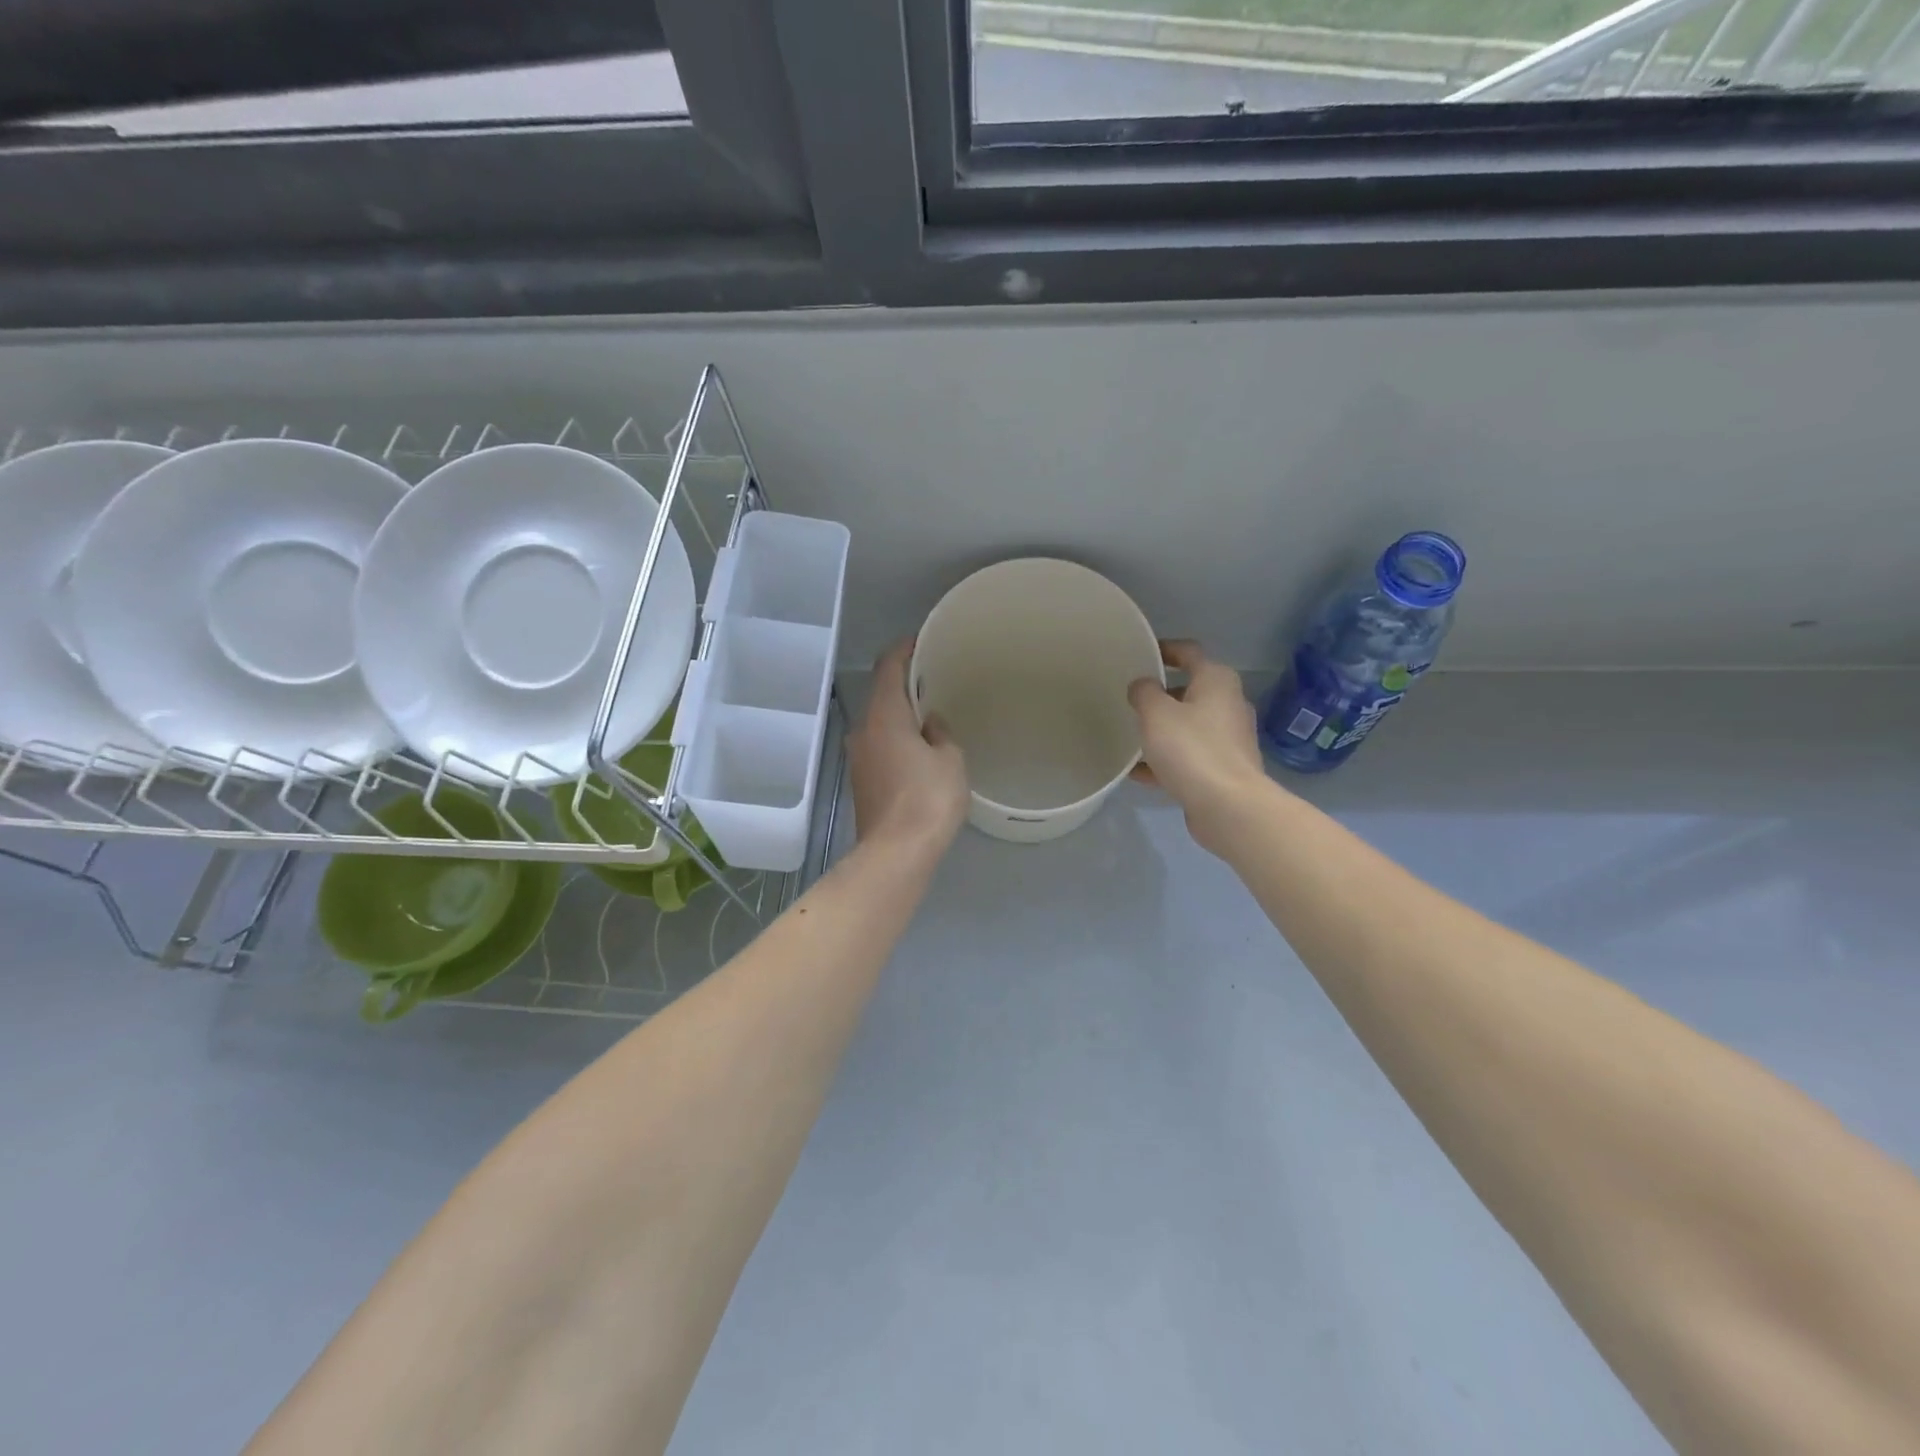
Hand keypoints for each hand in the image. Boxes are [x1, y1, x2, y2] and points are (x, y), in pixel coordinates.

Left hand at [850, 640, 968, 856]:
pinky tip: (919, 748)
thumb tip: (929, 723)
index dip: (903, 649)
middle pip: (881, 694)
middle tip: (934, 679)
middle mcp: (863, 730)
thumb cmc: (928, 799)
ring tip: (930, 714)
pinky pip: (880, 745)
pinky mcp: (861, 781)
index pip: (887, 667)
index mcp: (884, 715)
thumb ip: (941, 733)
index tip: (920, 641)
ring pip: (879, 722)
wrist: (896, 853)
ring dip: (900, 714)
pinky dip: (897, 738)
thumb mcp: (950, 759)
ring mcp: (858, 757)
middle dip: (905, 684)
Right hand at [1128, 640, 1273, 853]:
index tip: (1141, 654)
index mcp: (1217, 681)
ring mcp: (1229, 739)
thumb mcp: (1156, 714)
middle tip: (1131, 701)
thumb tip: (1143, 685)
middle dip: (1161, 696)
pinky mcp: (1224, 768)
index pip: (1189, 652)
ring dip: (1162, 731)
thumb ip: (1144, 692)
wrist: (1228, 806)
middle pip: (1190, 690)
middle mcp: (1228, 704)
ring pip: (1188, 726)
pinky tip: (1139, 773)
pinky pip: (1190, 756)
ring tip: (1131, 737)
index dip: (1164, 649)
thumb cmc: (1191, 749)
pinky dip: (1167, 760)